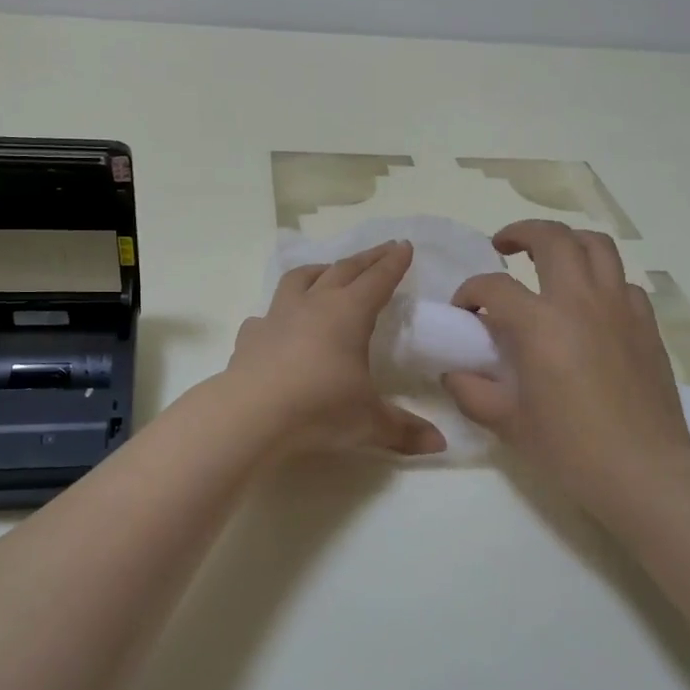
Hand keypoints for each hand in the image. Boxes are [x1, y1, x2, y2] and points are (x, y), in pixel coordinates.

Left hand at [226, 240, 446, 457]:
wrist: (249, 414)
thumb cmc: (318, 408)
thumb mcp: (368, 423)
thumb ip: (404, 430)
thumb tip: (440, 444)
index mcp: (349, 314)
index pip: (378, 280)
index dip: (393, 263)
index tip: (404, 245)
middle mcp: (314, 305)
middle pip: (343, 270)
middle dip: (367, 258)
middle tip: (383, 248)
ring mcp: (277, 316)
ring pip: (300, 279)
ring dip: (319, 270)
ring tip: (328, 271)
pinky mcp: (251, 336)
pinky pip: (266, 316)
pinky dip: (277, 314)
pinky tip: (278, 324)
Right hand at [444, 220, 689, 527]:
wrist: (645, 473)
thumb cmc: (570, 450)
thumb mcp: (508, 424)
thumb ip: (473, 392)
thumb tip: (454, 373)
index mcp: (541, 324)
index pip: (494, 288)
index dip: (470, 292)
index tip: (464, 310)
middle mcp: (581, 301)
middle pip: (552, 238)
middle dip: (521, 232)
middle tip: (503, 246)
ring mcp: (620, 308)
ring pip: (596, 245)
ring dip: (567, 241)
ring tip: (549, 257)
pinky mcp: (646, 324)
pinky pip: (622, 282)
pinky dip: (601, 280)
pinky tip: (589, 304)